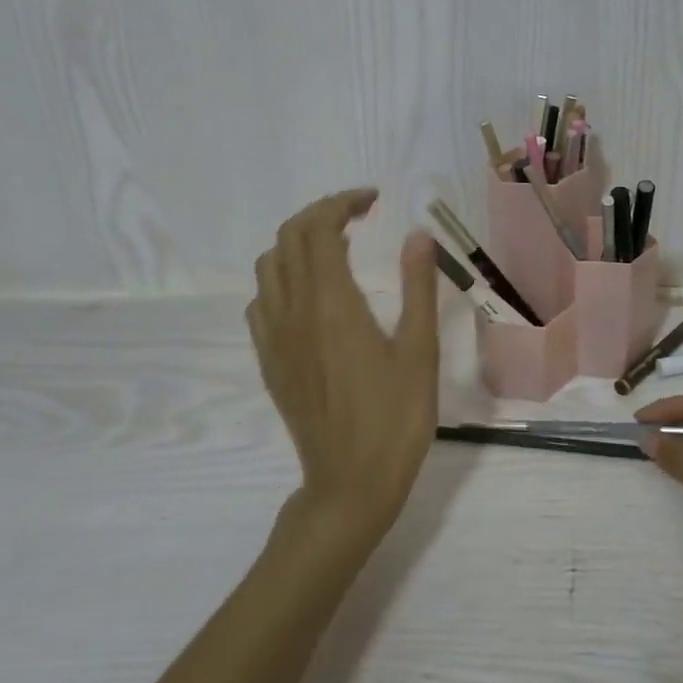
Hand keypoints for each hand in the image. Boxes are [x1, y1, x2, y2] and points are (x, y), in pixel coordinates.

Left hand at [247, 189, 439, 542]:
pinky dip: (283, 279)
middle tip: (359, 216)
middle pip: (289, 239)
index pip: (319, 229)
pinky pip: (262, 302)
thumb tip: (418, 235)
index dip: (342, 203)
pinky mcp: (270, 361)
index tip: (373, 201)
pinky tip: (311, 295)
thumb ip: (418, 287)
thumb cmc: (396, 417)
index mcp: (332, 304)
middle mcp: (293, 311)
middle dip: (320, 214)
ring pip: (269, 267)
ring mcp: (275, 337)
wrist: (350, 481)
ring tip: (336, 248)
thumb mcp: (420, 351)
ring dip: (298, 243)